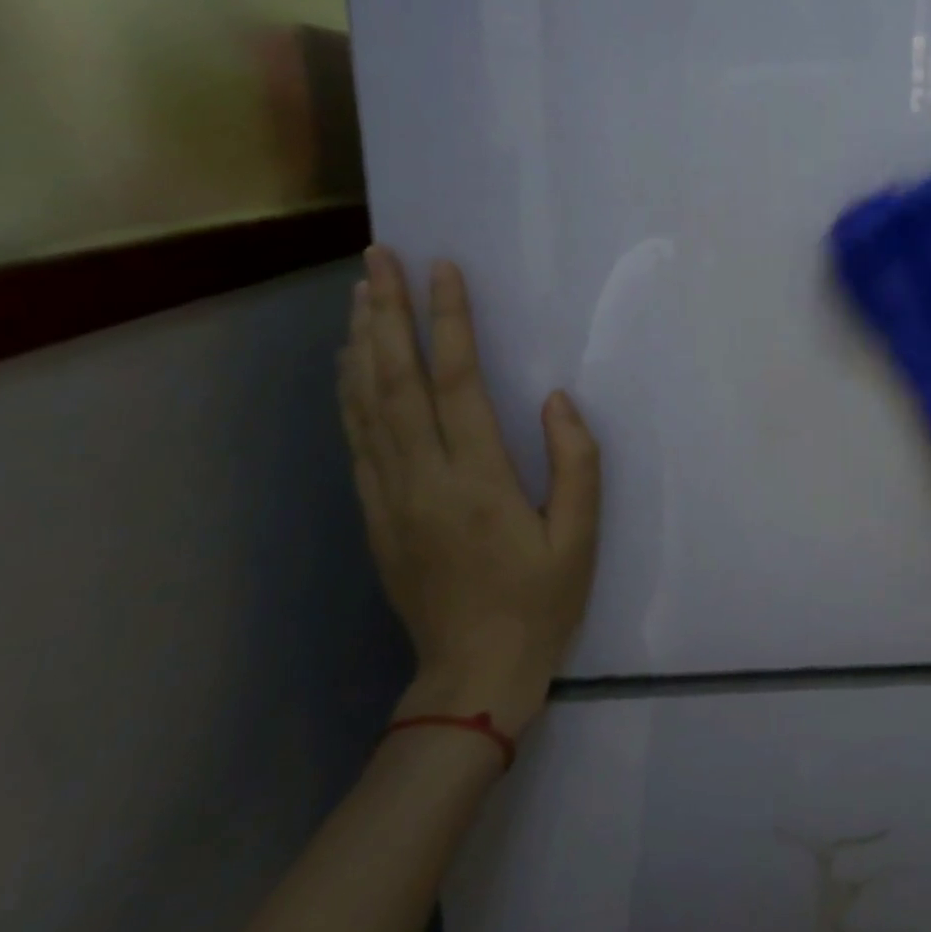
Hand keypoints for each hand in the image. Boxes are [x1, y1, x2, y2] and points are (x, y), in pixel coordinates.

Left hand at [340, 246, 600, 733]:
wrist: (472, 674)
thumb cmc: (539, 601)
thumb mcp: (581, 536)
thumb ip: (576, 462)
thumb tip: (556, 398)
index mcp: (478, 480)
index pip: (456, 382)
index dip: (449, 321)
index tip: (446, 270)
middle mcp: (422, 478)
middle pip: (395, 380)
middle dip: (387, 312)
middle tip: (379, 257)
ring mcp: (389, 496)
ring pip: (365, 404)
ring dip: (362, 341)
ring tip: (361, 291)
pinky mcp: (374, 513)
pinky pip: (356, 438)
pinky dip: (349, 390)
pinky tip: (350, 361)